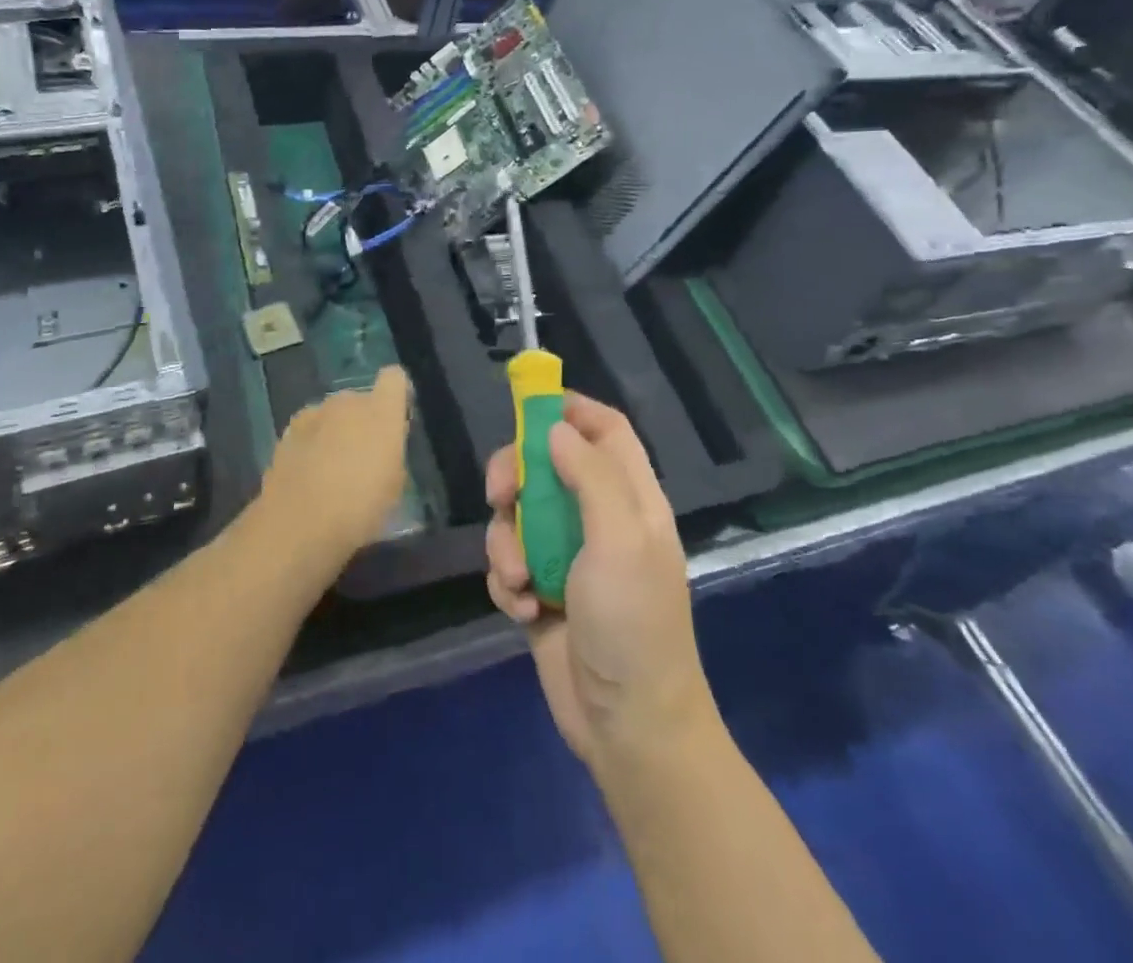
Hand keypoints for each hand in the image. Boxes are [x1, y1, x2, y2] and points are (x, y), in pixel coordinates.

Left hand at [260, 366, 411, 561]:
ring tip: (332, 468)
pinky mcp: (287, 431)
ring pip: (332, 414)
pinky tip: (308, 474)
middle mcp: (347, 402)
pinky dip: (311, 443)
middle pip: (360, 399)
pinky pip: (309, 429)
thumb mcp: (394, 487)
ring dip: (335, 431)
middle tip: (364, 456)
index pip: (394, 378)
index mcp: (381, 411)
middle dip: (363, 420)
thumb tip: (383, 449)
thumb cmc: (360, 508)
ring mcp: (314, 413)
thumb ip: (392, 455)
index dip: (397, 394)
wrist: (299, 523)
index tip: (398, 417)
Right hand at [486, 391, 715, 772]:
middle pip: (546, 465)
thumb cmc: (633, 624)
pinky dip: (508, 582)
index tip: (526, 405)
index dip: (570, 410)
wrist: (628, 727)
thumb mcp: (620, 540)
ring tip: (520, 581)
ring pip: (518, 516)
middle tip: (500, 495)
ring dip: (506, 544)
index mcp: (630, 498)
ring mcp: (568, 556)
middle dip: (516, 476)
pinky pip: (509, 563)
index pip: (605, 430)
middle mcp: (598, 518)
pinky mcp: (542, 590)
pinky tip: (526, 612)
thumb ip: (590, 476)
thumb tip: (556, 428)